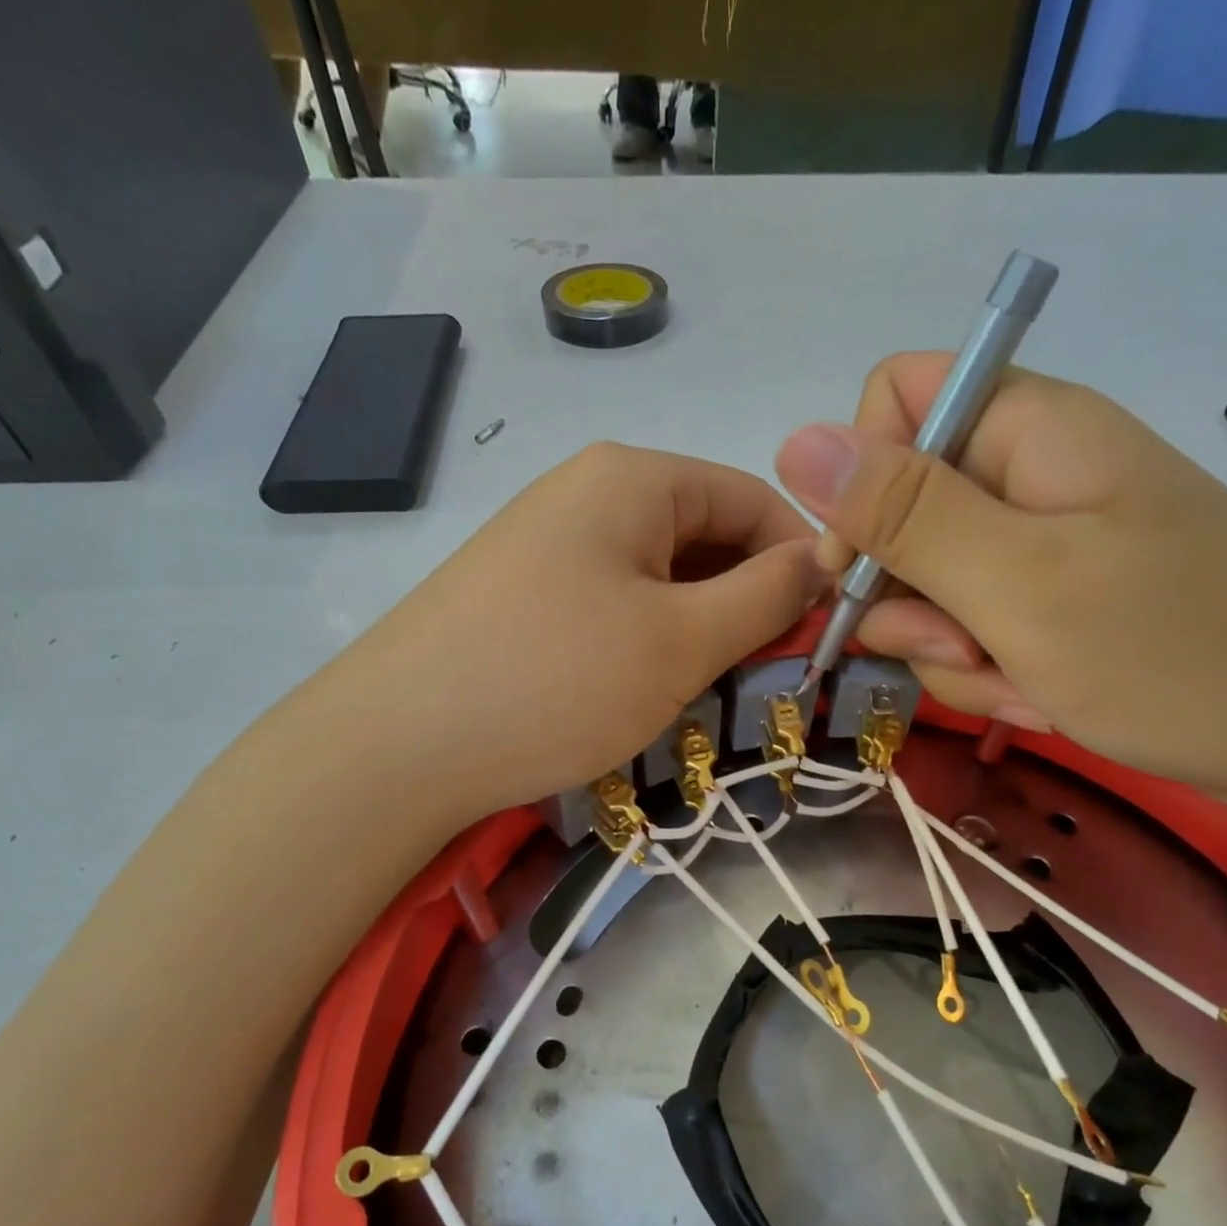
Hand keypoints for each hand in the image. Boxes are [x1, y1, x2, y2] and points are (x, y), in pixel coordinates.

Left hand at [344, 442, 823, 822]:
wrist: (396, 747)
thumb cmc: (555, 681)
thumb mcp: (681, 640)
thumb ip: (766, 594)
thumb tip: (826, 560)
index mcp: (632, 478)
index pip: (753, 498)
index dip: (802, 559)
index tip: (830, 629)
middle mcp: (588, 492)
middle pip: (705, 535)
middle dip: (749, 600)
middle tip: (772, 674)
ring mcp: (548, 543)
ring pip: (661, 576)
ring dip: (700, 628)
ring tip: (711, 690)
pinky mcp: (523, 596)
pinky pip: (614, 604)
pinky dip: (649, 641)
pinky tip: (647, 689)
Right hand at [774, 354, 1226, 797]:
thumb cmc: (1177, 651)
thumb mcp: (1018, 582)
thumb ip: (903, 514)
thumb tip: (792, 441)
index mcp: (1023, 430)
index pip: (890, 406)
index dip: (860, 486)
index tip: (869, 569)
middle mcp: (1024, 474)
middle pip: (899, 517)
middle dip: (912, 600)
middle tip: (966, 649)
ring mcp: (1039, 544)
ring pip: (929, 589)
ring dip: (953, 653)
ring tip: (1023, 685)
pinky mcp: (1052, 602)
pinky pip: (972, 631)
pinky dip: (990, 674)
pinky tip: (1041, 698)